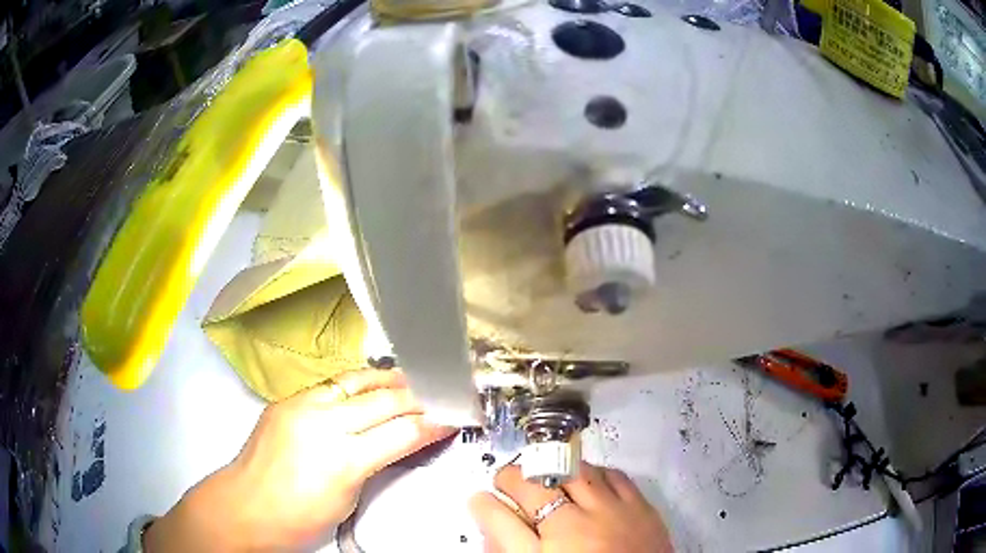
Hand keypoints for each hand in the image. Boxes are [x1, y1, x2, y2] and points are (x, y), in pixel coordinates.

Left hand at [145, 369, 454, 550]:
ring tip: (413, 379)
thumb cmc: (298, 518)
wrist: (245, 506)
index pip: (403, 432)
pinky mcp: (287, 400)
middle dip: (420, 397)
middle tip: (443, 395)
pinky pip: (331, 384)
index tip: (454, 418)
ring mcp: (302, 405)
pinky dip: (358, 383)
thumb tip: (397, 443)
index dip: (434, 423)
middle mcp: (323, 423)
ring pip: (358, 381)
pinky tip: (370, 385)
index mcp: (344, 459)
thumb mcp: (347, 500)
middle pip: (385, 400)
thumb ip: (374, 465)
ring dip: (390, 380)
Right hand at [469, 462, 672, 552]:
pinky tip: (588, 482)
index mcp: (552, 542)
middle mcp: (581, 521)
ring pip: (577, 470)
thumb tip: (488, 515)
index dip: (486, 501)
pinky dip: (595, 473)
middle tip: (508, 482)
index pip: (505, 513)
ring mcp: (615, 510)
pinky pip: (615, 475)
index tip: (481, 499)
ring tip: (546, 479)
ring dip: (554, 470)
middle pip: (540, 481)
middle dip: (516, 475)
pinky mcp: (642, 507)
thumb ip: (509, 543)